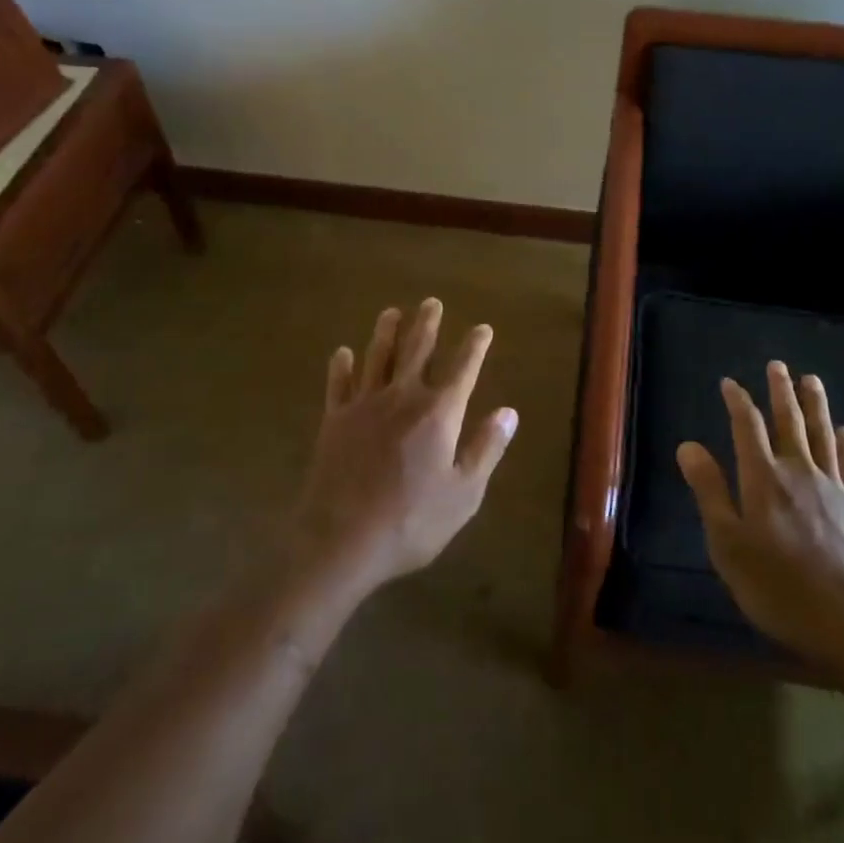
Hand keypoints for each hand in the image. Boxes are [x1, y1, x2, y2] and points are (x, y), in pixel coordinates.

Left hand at [291, 299, 517, 596]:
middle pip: (417, 350)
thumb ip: (486, 448)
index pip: (463, 368)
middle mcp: (403, 397)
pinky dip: (341, 366)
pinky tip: (342, 352)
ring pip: (377, 357)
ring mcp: (365, 405)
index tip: (483, 328)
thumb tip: (509, 412)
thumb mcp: (464, 494)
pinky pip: (339, 384)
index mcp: (439, 413)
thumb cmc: (412, 521)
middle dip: (427, 324)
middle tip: (431, 302)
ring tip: (392, 312)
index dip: (475, 346)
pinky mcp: (335, 420)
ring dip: (386, 332)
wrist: (341, 540)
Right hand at [677, 362, 843, 677]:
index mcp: (763, 479)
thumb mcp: (727, 544)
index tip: (730, 383)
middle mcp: (799, 472)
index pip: (747, 427)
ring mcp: (834, 488)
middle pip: (789, 422)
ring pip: (823, 435)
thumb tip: (688, 445)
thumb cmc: (777, 586)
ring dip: (815, 405)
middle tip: (778, 366)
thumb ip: (710, 491)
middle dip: (781, 392)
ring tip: (811, 381)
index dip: (738, 402)